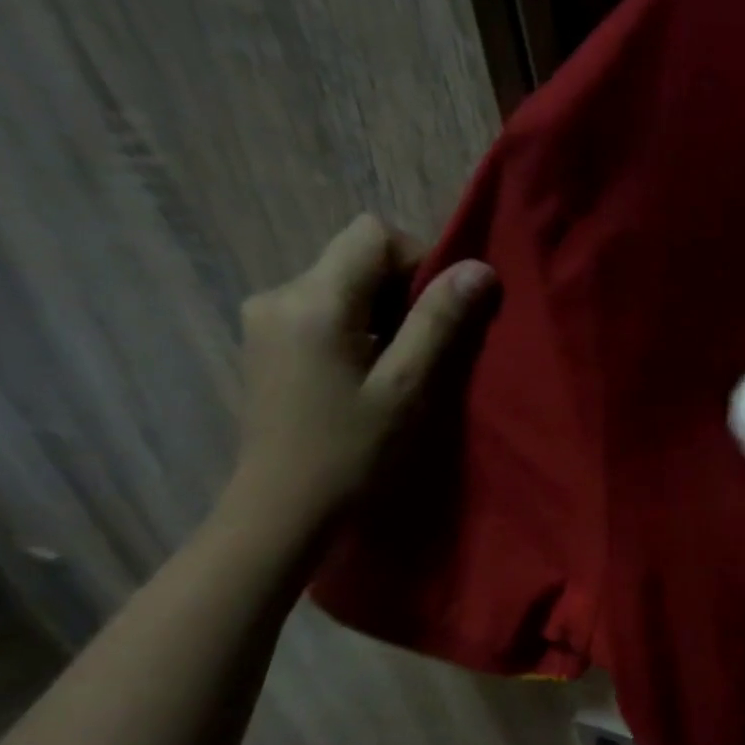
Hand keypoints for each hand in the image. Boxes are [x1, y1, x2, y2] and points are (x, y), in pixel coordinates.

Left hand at [226, 213, 494, 532]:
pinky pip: (322, 311)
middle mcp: (279, 294)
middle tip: (426, 351)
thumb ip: (440, 322)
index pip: (373, 235)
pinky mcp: (264, 344)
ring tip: (398, 369)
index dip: (418, 261)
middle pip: (356, 258)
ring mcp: (265, 319)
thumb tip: (479, 268)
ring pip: (341, 285)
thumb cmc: (352, 453)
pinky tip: (364, 377)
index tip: (440, 313)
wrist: (284, 510)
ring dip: (381, 314)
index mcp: (314, 300)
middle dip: (402, 292)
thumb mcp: (408, 388)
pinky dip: (356, 329)